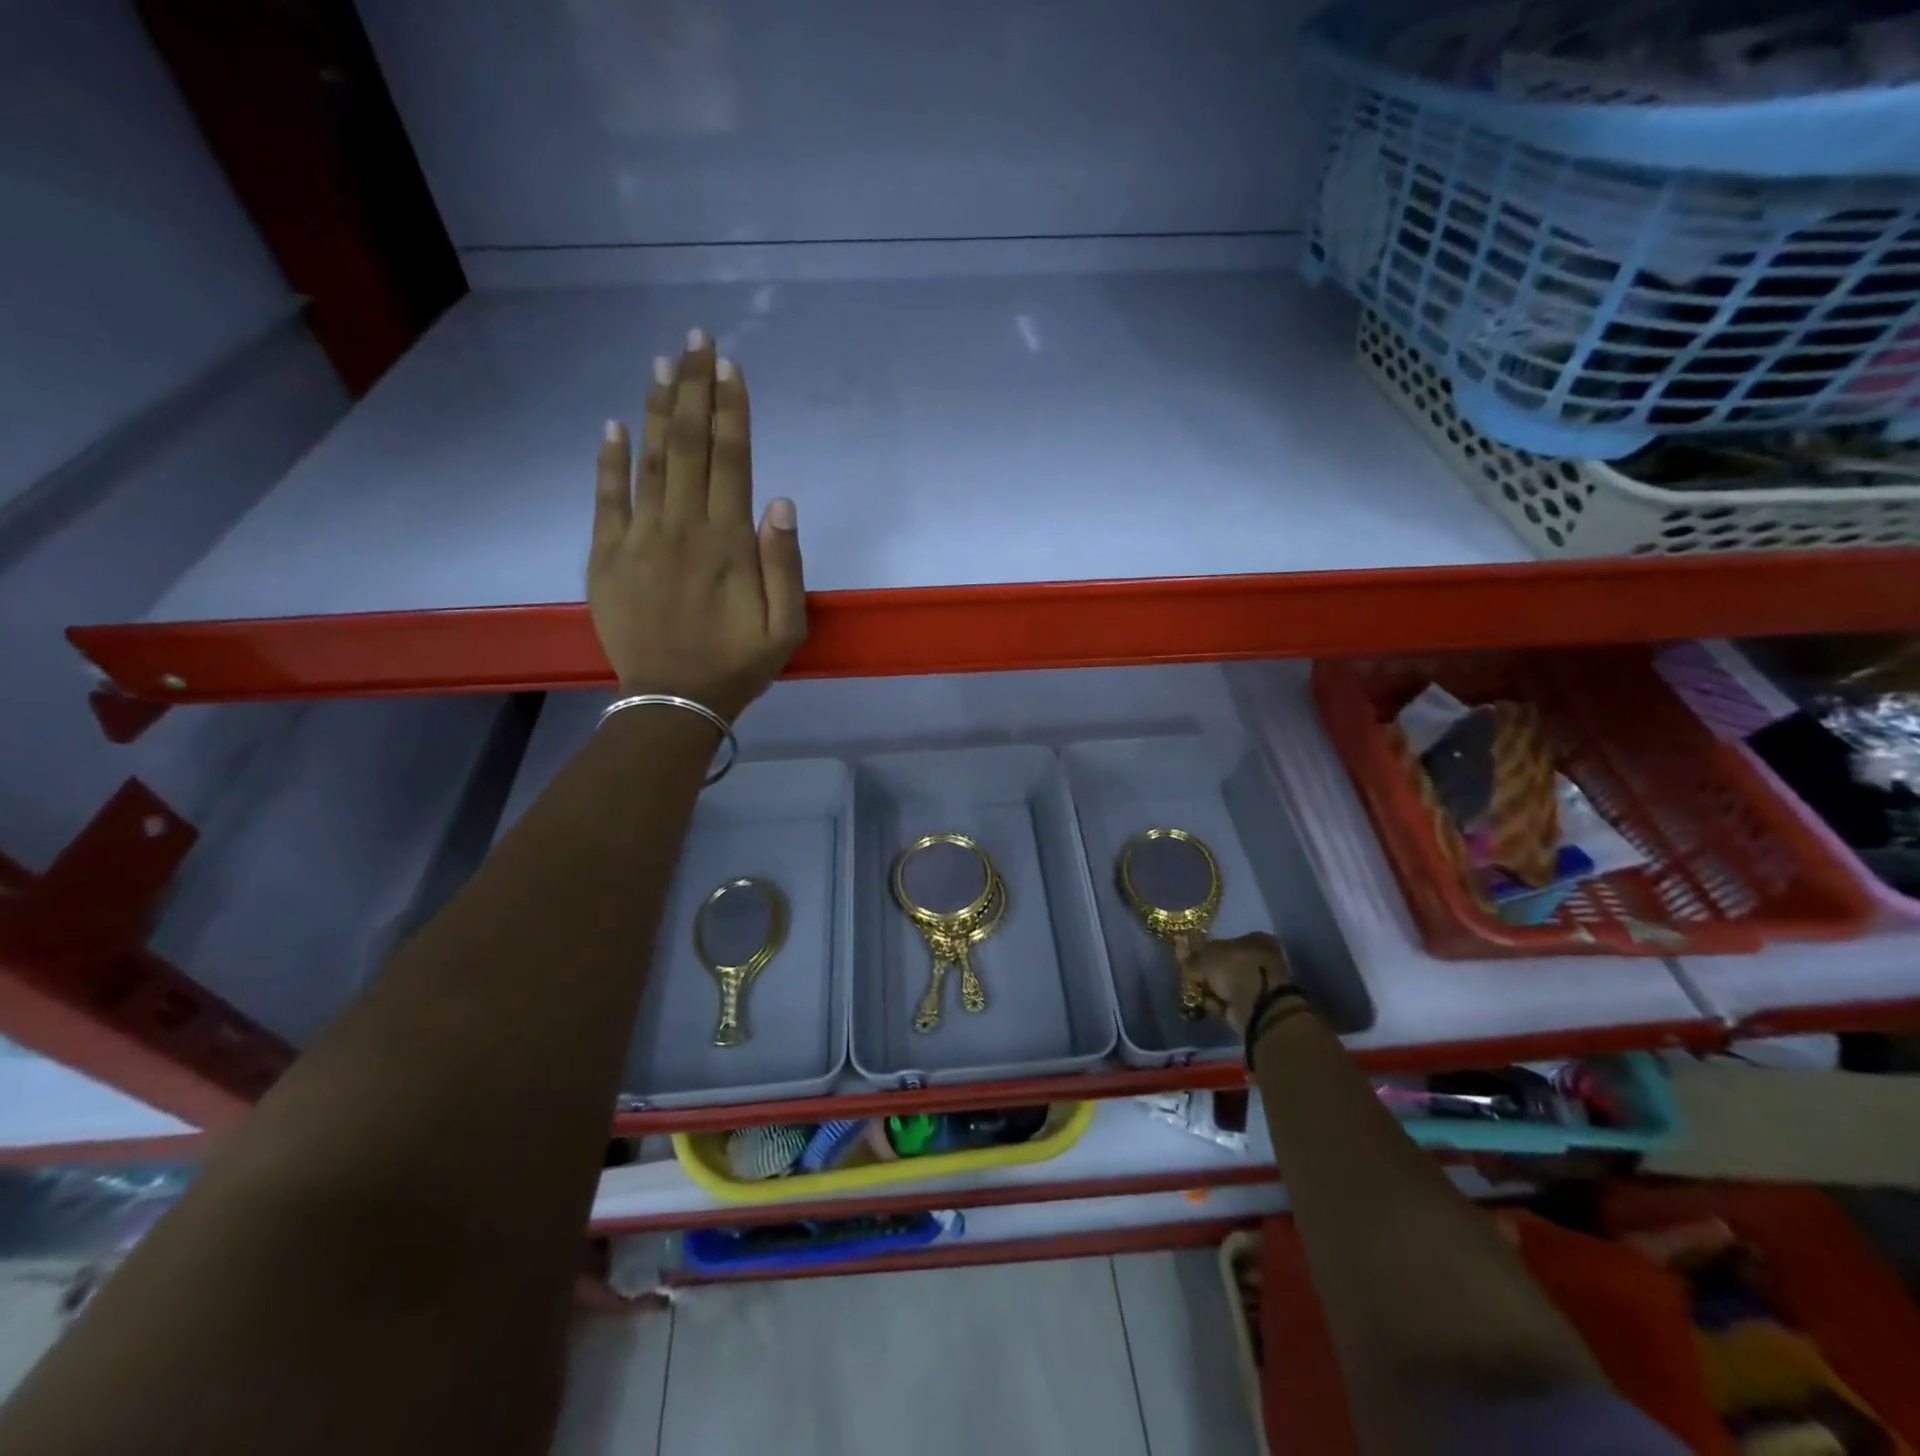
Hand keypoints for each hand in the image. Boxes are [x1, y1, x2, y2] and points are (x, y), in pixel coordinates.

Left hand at [590, 330, 805, 721]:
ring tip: (660, 362)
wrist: (672, 702)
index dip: (731, 410)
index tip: (729, 366)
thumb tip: (780, 501)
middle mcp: (683, 528)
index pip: (731, 460)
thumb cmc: (738, 666)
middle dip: (693, 388)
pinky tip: (612, 425)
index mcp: (728, 543)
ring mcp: (639, 539)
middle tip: (695, 339)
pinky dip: (608, 460)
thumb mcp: (786, 628)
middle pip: (688, 445)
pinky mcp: (607, 557)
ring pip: (648, 460)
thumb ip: (786, 565)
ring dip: (655, 408)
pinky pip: (606, 499)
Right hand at [1180, 933, 1292, 1033]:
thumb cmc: (1234, 968)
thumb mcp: (1206, 956)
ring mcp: (1262, 984)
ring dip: (1213, 988)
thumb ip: (1192, 955)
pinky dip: (1220, 1003)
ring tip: (1197, 990)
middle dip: (1210, 971)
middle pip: (1228, 963)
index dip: (1208, 948)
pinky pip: (1233, 1002)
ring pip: (1230, 984)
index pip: (1227, 940)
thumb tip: (1180, 949)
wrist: (1258, 1006)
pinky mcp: (1258, 1007)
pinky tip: (1209, 1003)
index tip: (1191, 956)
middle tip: (1192, 975)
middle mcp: (1262, 959)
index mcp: (1256, 939)